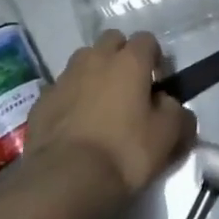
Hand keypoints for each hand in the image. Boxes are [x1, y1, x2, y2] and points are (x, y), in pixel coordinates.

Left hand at [23, 31, 195, 207]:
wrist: (64, 179)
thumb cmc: (124, 152)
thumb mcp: (167, 137)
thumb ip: (177, 113)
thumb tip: (170, 104)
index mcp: (129, 61)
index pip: (147, 39)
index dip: (155, 58)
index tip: (158, 84)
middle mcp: (95, 58)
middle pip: (112, 41)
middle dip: (121, 56)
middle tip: (128, 89)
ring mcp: (65, 77)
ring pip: (84, 61)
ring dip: (94, 74)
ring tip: (99, 105)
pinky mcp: (42, 99)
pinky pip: (62, 88)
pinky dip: (71, 98)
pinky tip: (75, 125)